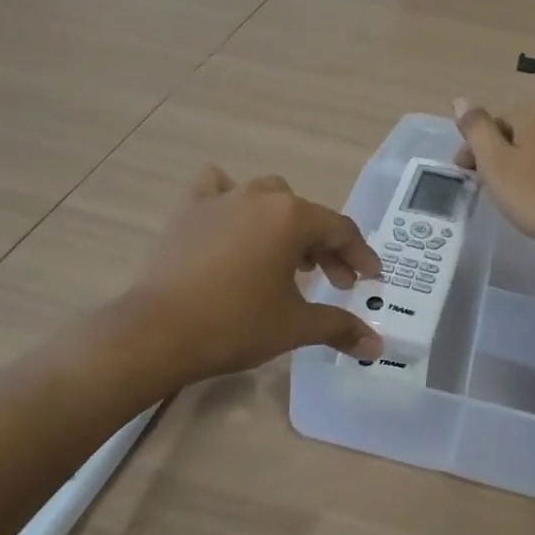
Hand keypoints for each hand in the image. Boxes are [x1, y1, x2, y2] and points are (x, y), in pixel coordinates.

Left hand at [126, 168, 383, 384]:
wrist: (158, 332)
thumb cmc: (235, 325)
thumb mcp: (294, 327)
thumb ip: (340, 328)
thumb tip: (377, 347)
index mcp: (292, 218)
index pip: (340, 230)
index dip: (359, 256)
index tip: (370, 279)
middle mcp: (261, 197)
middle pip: (306, 215)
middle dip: (325, 246)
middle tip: (332, 282)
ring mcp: (223, 198)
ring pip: (267, 196)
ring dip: (284, 221)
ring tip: (285, 256)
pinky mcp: (190, 209)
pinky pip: (217, 187)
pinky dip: (230, 198)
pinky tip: (232, 221)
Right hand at [453, 98, 534, 267]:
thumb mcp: (495, 163)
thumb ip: (476, 129)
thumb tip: (461, 100)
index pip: (493, 124)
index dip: (475, 149)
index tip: (466, 176)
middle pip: (518, 134)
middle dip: (499, 157)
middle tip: (487, 189)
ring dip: (523, 168)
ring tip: (515, 198)